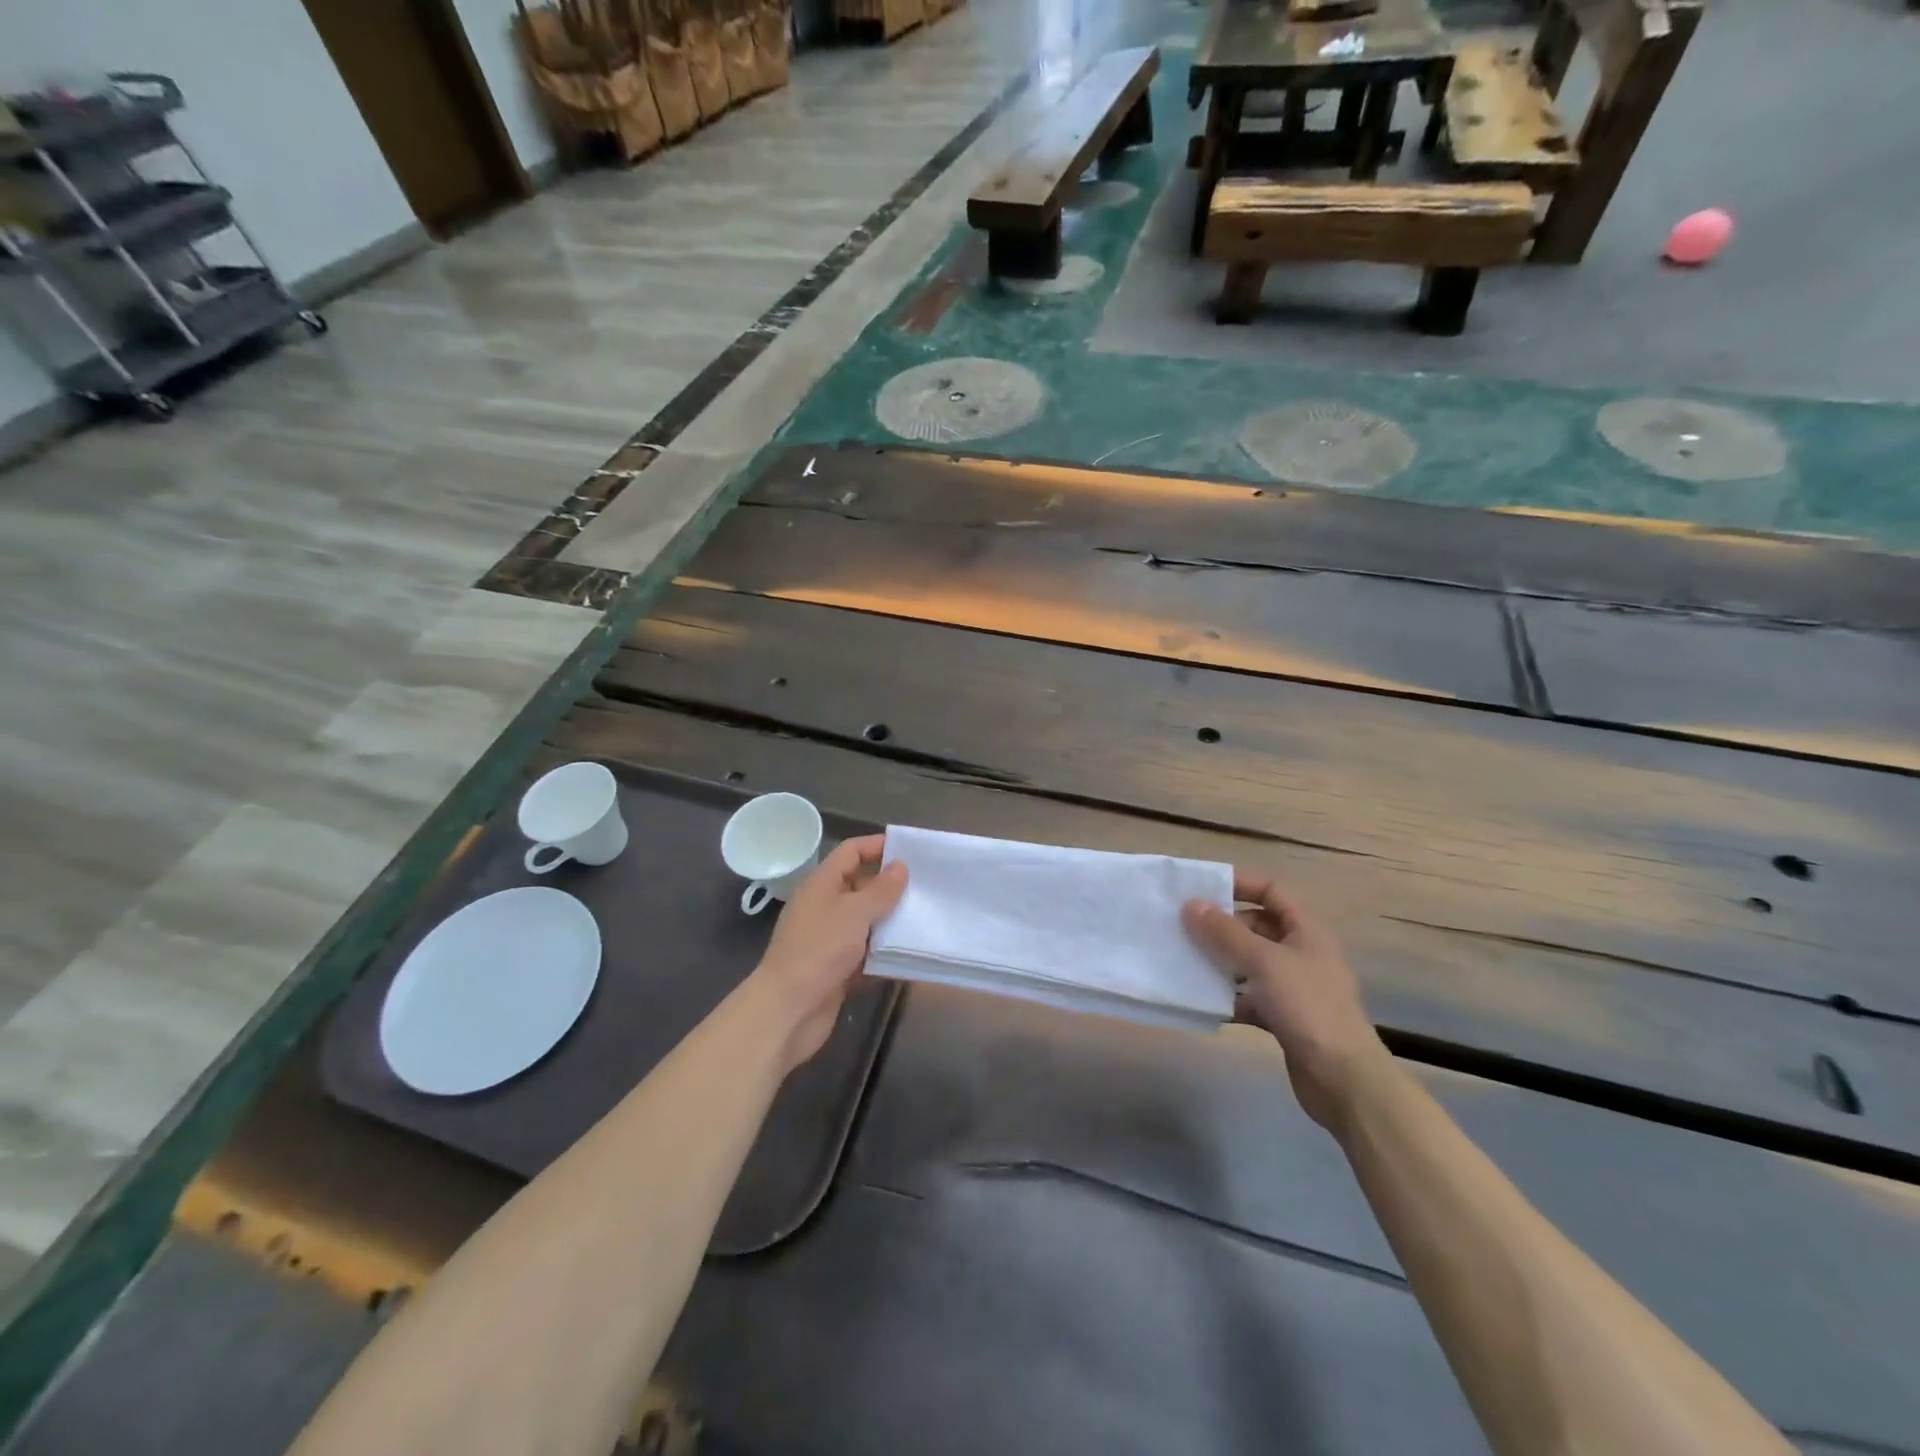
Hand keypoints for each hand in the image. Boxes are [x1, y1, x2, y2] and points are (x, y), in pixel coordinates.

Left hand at [750, 834, 906, 1071]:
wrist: (788, 1011)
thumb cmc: (819, 950)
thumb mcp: (854, 913)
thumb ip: (881, 890)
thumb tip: (900, 866)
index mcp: (822, 885)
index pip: (851, 852)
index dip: (878, 846)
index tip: (911, 851)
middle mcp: (825, 907)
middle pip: (861, 886)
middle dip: (891, 886)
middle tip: (927, 887)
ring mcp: (830, 939)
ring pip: (867, 922)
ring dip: (892, 922)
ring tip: (926, 918)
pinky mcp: (838, 969)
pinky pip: (867, 954)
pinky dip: (885, 954)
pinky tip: (911, 954)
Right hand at [1182, 872, 1389, 1130]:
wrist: (1343, 1079)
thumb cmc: (1307, 1006)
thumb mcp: (1263, 961)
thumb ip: (1225, 933)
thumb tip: (1191, 904)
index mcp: (1306, 931)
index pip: (1272, 891)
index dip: (1241, 884)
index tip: (1203, 889)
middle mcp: (1302, 953)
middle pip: (1258, 926)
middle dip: (1223, 926)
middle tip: (1186, 927)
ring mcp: (1294, 987)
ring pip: (1251, 963)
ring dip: (1222, 961)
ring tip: (1186, 959)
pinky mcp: (1285, 1017)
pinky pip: (1250, 996)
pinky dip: (1229, 996)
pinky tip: (1204, 1000)